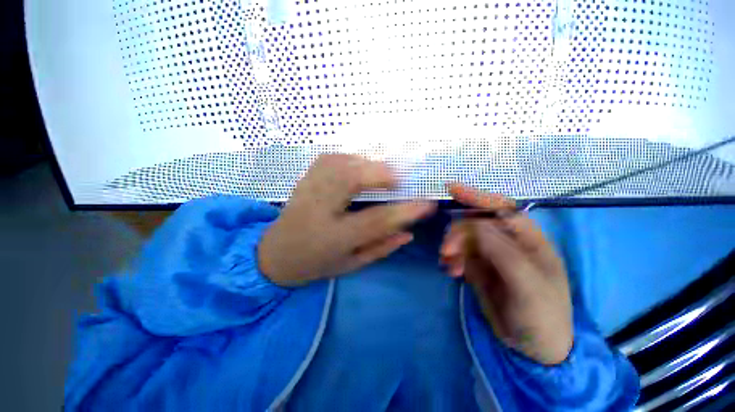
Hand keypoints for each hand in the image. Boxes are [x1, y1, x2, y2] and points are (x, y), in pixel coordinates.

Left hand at [259, 154, 435, 286]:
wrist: (275, 254)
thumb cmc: (315, 263)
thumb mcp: (351, 265)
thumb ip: (381, 248)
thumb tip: (408, 232)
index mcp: (332, 238)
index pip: (375, 221)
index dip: (404, 211)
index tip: (427, 203)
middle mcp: (318, 209)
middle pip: (351, 180)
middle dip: (381, 174)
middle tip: (401, 179)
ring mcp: (308, 190)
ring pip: (340, 164)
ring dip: (367, 164)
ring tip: (383, 173)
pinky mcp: (304, 179)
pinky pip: (330, 158)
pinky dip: (350, 158)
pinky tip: (359, 167)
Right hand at [440, 183, 572, 364]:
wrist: (534, 348)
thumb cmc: (543, 314)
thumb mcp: (528, 285)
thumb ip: (503, 252)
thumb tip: (475, 225)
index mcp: (528, 239)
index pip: (501, 208)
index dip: (477, 196)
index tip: (451, 189)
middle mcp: (507, 242)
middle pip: (475, 223)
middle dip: (458, 232)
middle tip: (446, 250)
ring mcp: (490, 255)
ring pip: (463, 239)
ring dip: (452, 247)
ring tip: (448, 265)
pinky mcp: (477, 268)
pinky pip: (459, 255)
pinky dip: (451, 260)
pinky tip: (450, 271)